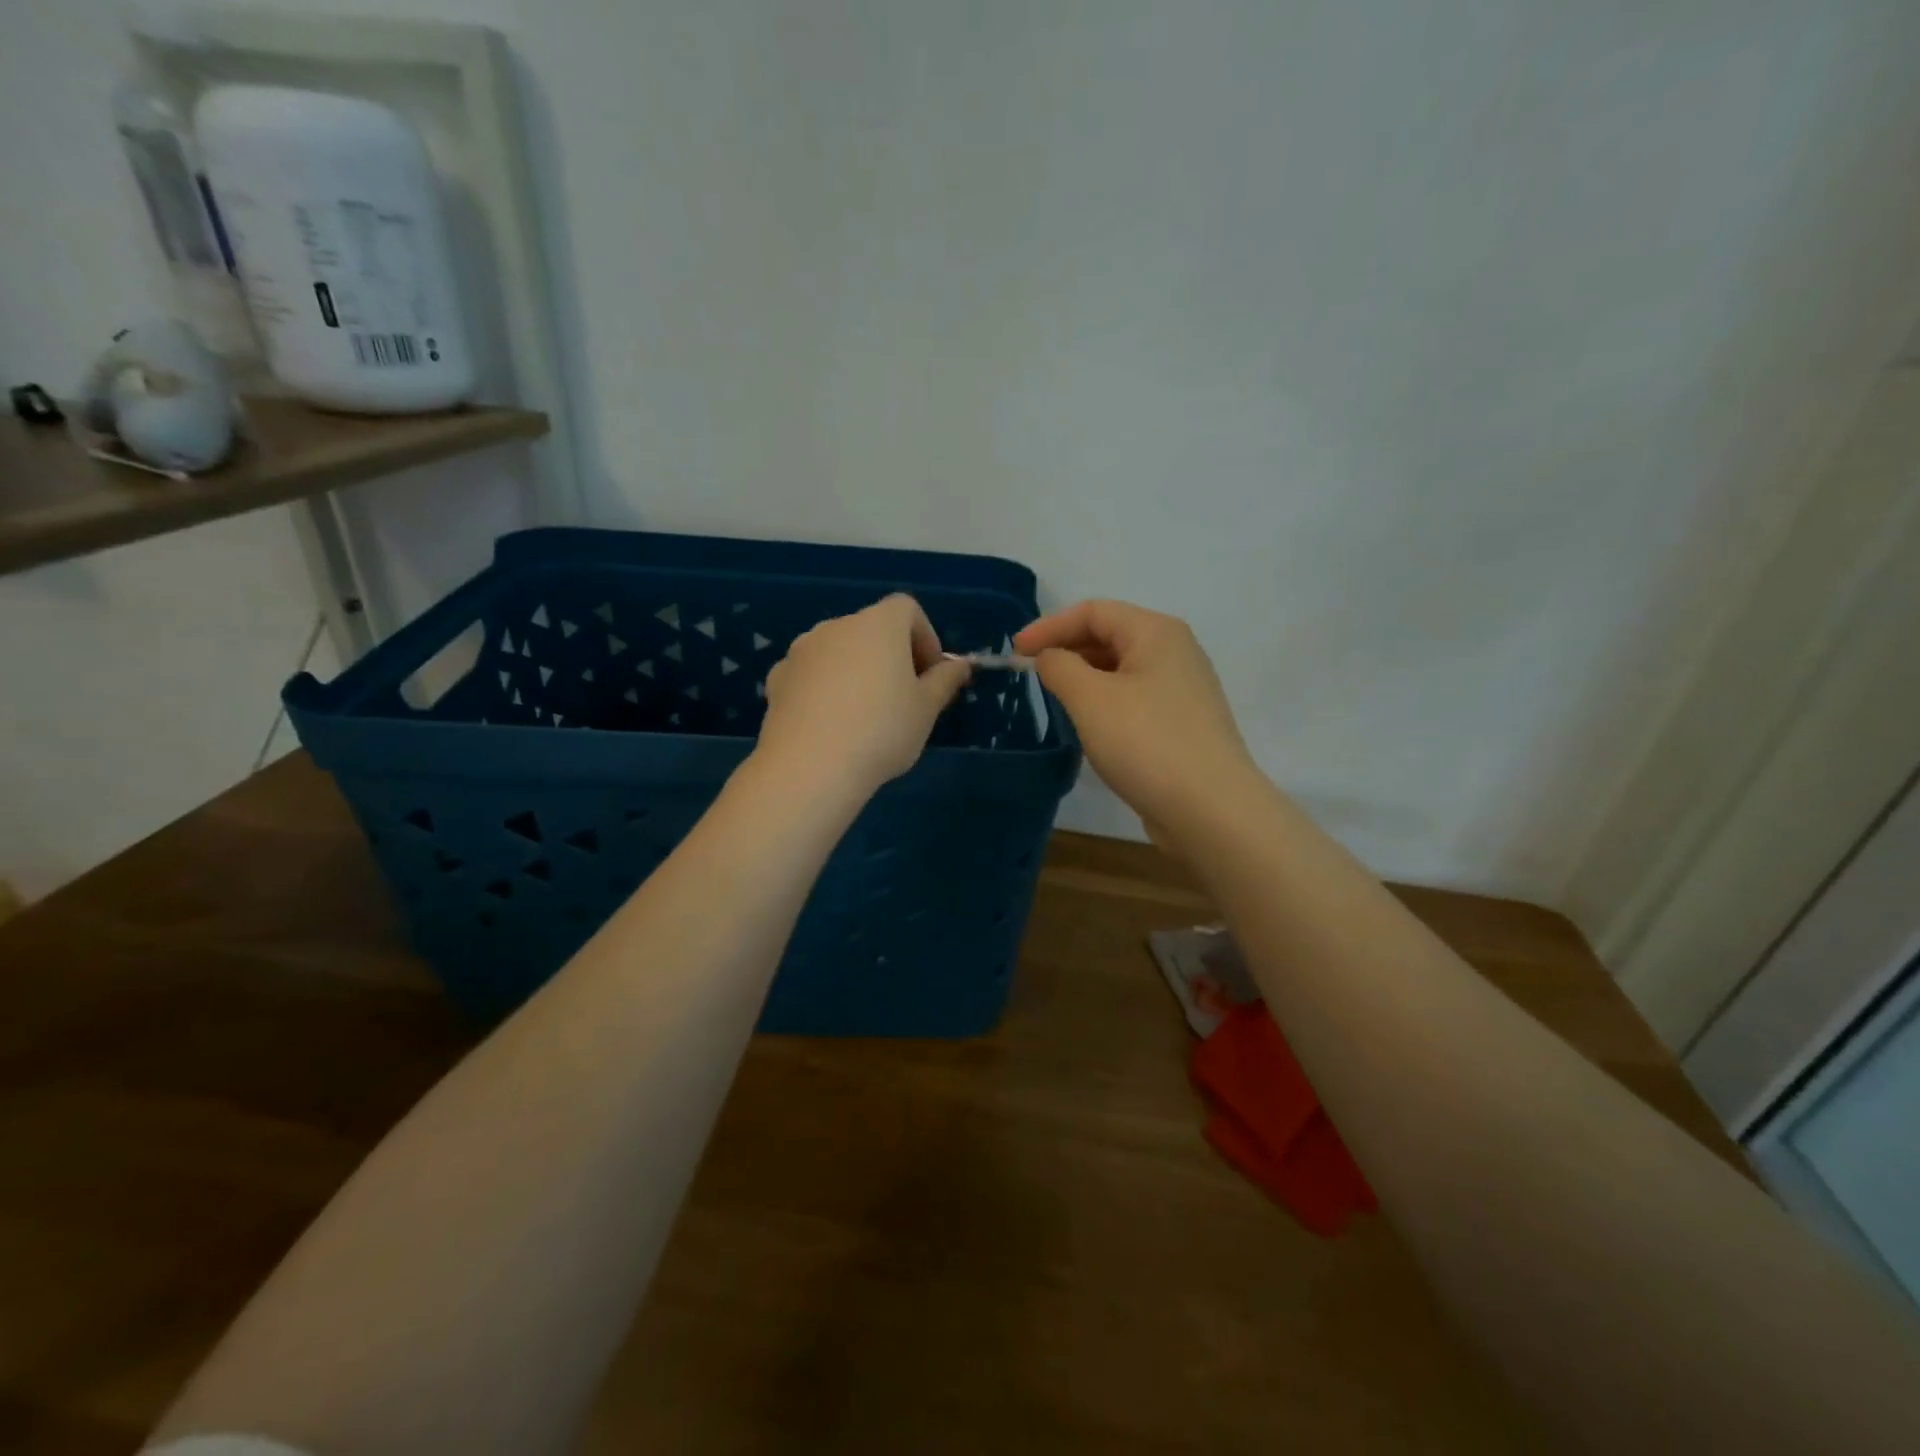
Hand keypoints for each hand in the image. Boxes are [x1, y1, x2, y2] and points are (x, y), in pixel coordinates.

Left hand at [757, 594, 970, 799]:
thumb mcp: (926, 709)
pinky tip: (831, 725)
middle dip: (891, 656)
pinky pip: (811, 674)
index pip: (907, 609)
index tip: (931, 675)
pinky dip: (826, 688)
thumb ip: (945, 681)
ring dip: (856, 671)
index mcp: (878, 625)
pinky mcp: (778, 678)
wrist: (810, 767)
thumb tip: (960, 665)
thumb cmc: (882, 731)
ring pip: (839, 651)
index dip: (925, 637)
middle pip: (871, 629)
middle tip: (904, 698)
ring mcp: (801, 651)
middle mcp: (836, 626)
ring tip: (865, 715)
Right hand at [1014, 600, 1257, 831]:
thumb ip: (1060, 667)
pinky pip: (1134, 698)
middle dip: (1067, 650)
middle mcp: (1175, 652)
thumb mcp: (1090, 699)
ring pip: (1122, 669)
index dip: (1049, 626)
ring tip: (1054, 698)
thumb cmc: (1146, 742)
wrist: (1210, 809)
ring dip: (1084, 677)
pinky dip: (1105, 701)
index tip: (1015, 652)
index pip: (1093, 611)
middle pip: (1110, 635)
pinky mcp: (1182, 723)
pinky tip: (1088, 724)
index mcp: (1156, 632)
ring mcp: (1183, 689)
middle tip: (1030, 674)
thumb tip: (1050, 658)